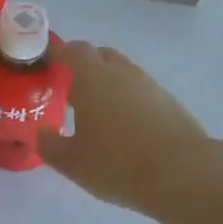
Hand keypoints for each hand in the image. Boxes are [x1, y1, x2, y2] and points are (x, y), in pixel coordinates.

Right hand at [38, 41, 210, 213]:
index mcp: (92, 77)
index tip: (45, 68)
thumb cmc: (118, 164)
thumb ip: (50, 145)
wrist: (183, 174)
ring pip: (122, 72)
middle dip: (82, 66)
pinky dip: (128, 99)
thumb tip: (39, 134)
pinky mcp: (169, 101)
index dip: (56, 54)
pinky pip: (140, 90)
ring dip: (107, 83)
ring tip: (97, 113)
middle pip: (98, 55)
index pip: (70, 50)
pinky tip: (125, 127)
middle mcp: (120, 72)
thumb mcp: (73, 162)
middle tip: (69, 91)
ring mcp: (148, 84)